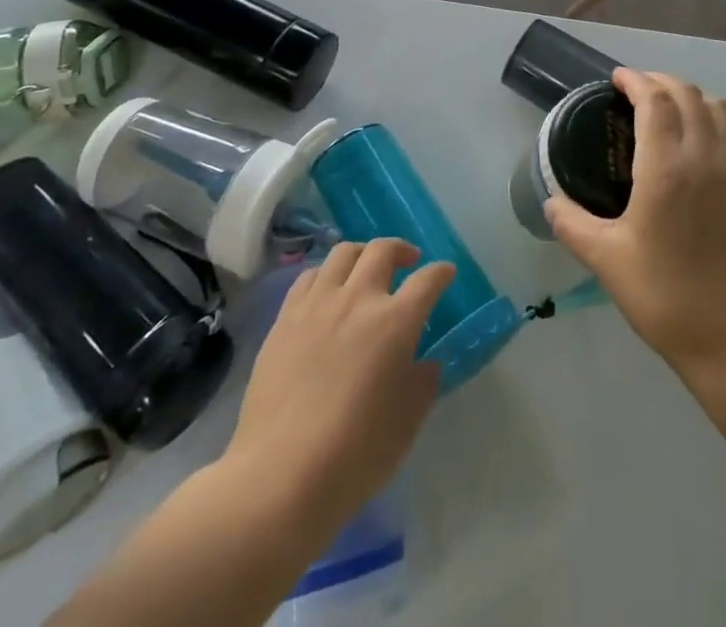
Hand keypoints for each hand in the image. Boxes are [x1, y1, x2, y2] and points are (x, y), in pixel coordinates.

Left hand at [217, 240, 454, 538]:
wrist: (279, 476)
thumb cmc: (355, 454)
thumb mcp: (407, 423)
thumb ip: (422, 383)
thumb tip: (424, 363)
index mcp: (395, 321)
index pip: (427, 280)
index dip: (441, 273)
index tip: (446, 274)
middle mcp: (358, 299)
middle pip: (382, 250)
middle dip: (401, 249)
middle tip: (408, 262)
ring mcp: (317, 305)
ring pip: (343, 254)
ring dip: (362, 254)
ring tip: (365, 269)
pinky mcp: (284, 319)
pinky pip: (308, 277)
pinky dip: (325, 275)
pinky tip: (327, 292)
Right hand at [545, 69, 725, 375]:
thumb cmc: (666, 295)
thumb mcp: (607, 261)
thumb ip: (573, 225)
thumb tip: (551, 203)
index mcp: (666, 167)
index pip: (654, 100)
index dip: (635, 80)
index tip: (617, 78)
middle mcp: (705, 155)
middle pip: (688, 94)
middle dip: (661, 81)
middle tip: (638, 90)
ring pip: (719, 108)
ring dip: (692, 97)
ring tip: (671, 110)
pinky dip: (717, 121)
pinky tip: (705, 142)